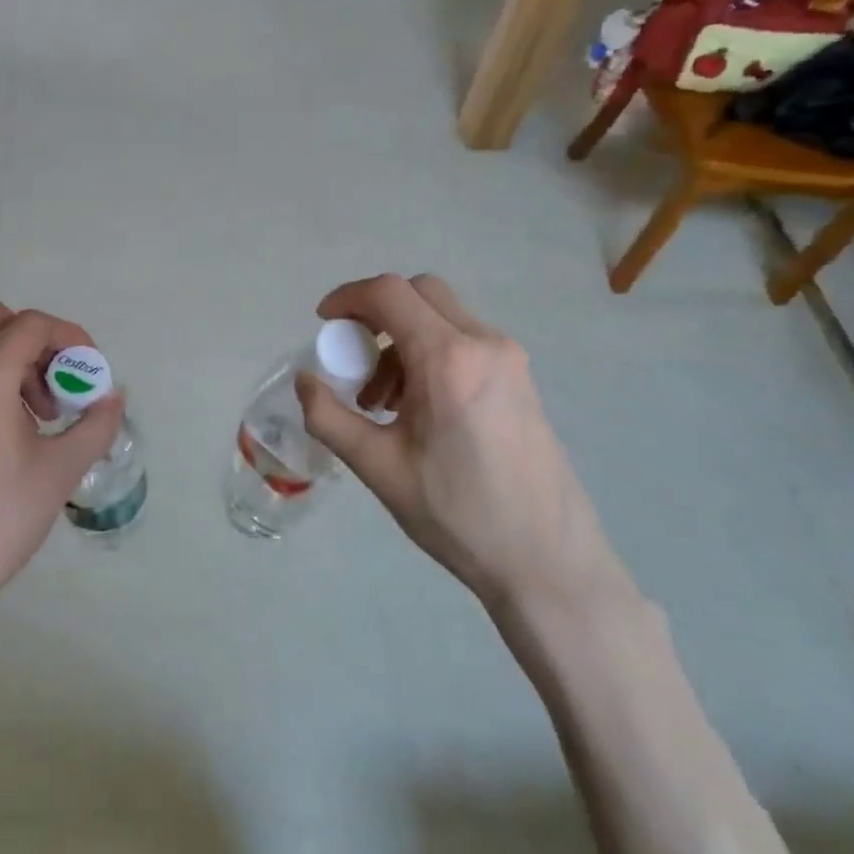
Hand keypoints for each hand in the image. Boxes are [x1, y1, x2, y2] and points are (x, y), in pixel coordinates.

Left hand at [0, 299, 123, 615]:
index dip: (70, 337)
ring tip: (38, 415)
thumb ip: (96, 425)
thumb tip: (113, 398)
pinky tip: (7, 432)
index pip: (32, 325)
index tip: (90, 372)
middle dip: (36, 340)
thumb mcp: (61, 470)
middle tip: (58, 383)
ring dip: (12, 360)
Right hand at [297, 274, 627, 616]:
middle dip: (376, 312)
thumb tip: (305, 381)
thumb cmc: (457, 515)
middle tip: (353, 355)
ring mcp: (510, 360)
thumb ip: (329, 417)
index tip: (323, 323)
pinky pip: (465, 342)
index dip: (348, 297)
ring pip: (443, 316)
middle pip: (420, 292)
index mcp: (448, 360)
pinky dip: (430, 352)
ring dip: (402, 338)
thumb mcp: (378, 467)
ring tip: (383, 400)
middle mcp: (484, 344)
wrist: (548, 561)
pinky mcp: (521, 379)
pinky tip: (419, 408)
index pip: (390, 293)